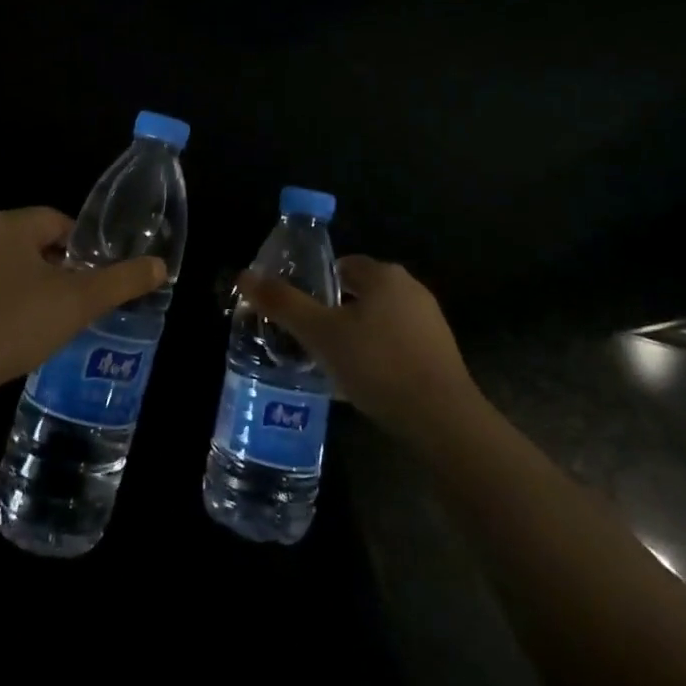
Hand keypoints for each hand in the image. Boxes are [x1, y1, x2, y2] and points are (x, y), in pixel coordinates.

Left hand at [0, 207, 166, 390]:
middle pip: (38, 244)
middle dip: (61, 270)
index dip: (84, 250)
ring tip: (53, 322)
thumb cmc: (17, 320)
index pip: (61, 222)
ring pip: (15, 267)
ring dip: (36, 288)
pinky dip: (10, 304)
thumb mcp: (79, 301)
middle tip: (79, 303)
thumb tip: (160, 265)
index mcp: (13, 223)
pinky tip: (19, 334)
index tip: (94, 280)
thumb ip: (122, 281)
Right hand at [238, 256, 476, 434]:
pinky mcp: (442, 354)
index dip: (318, 286)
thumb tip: (243, 275)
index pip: (342, 265)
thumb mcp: (321, 334)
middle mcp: (410, 288)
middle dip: (336, 313)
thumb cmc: (377, 365)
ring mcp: (430, 321)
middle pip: (361, 292)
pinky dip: (379, 357)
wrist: (443, 420)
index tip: (300, 315)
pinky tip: (365, 385)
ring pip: (380, 320)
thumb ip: (283, 303)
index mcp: (383, 274)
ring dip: (357, 337)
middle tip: (312, 342)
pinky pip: (399, 345)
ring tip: (333, 367)